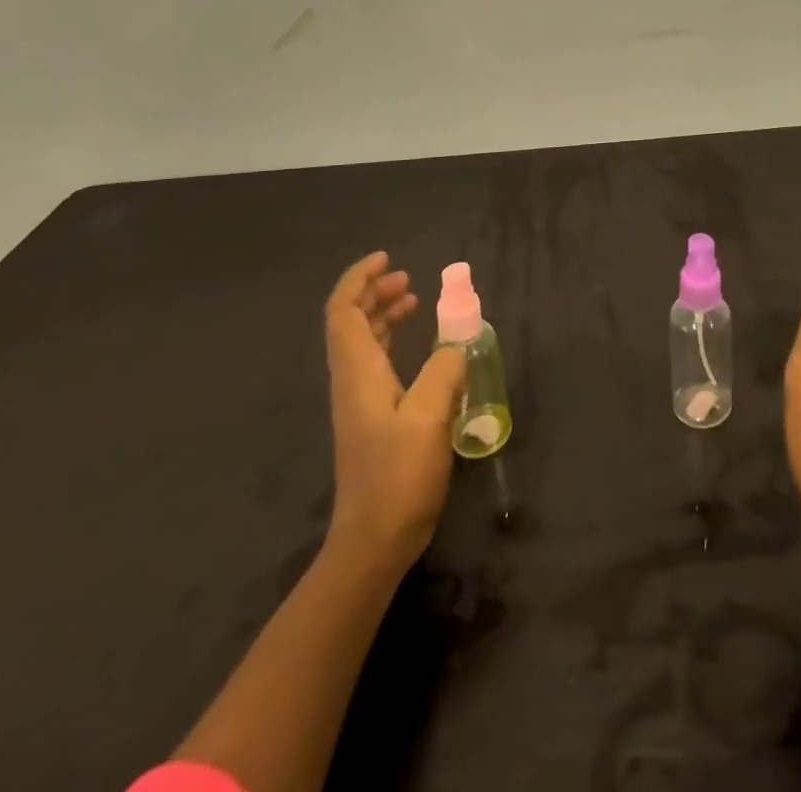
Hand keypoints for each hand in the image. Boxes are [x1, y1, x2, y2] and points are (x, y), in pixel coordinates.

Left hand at [323, 251, 467, 570]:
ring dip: (383, 314)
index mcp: (358, 372)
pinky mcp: (372, 418)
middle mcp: (352, 380)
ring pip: (363, 342)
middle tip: (406, 277)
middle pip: (351, 322)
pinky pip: (376, 362)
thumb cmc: (398, 477)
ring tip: (413, 299)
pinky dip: (392, 341)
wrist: (373, 541)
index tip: (386, 259)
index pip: (343, 312)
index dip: (359, 280)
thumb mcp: (429, 418)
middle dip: (373, 293)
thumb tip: (456, 343)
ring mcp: (359, 401)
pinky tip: (419, 347)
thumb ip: (444, 371)